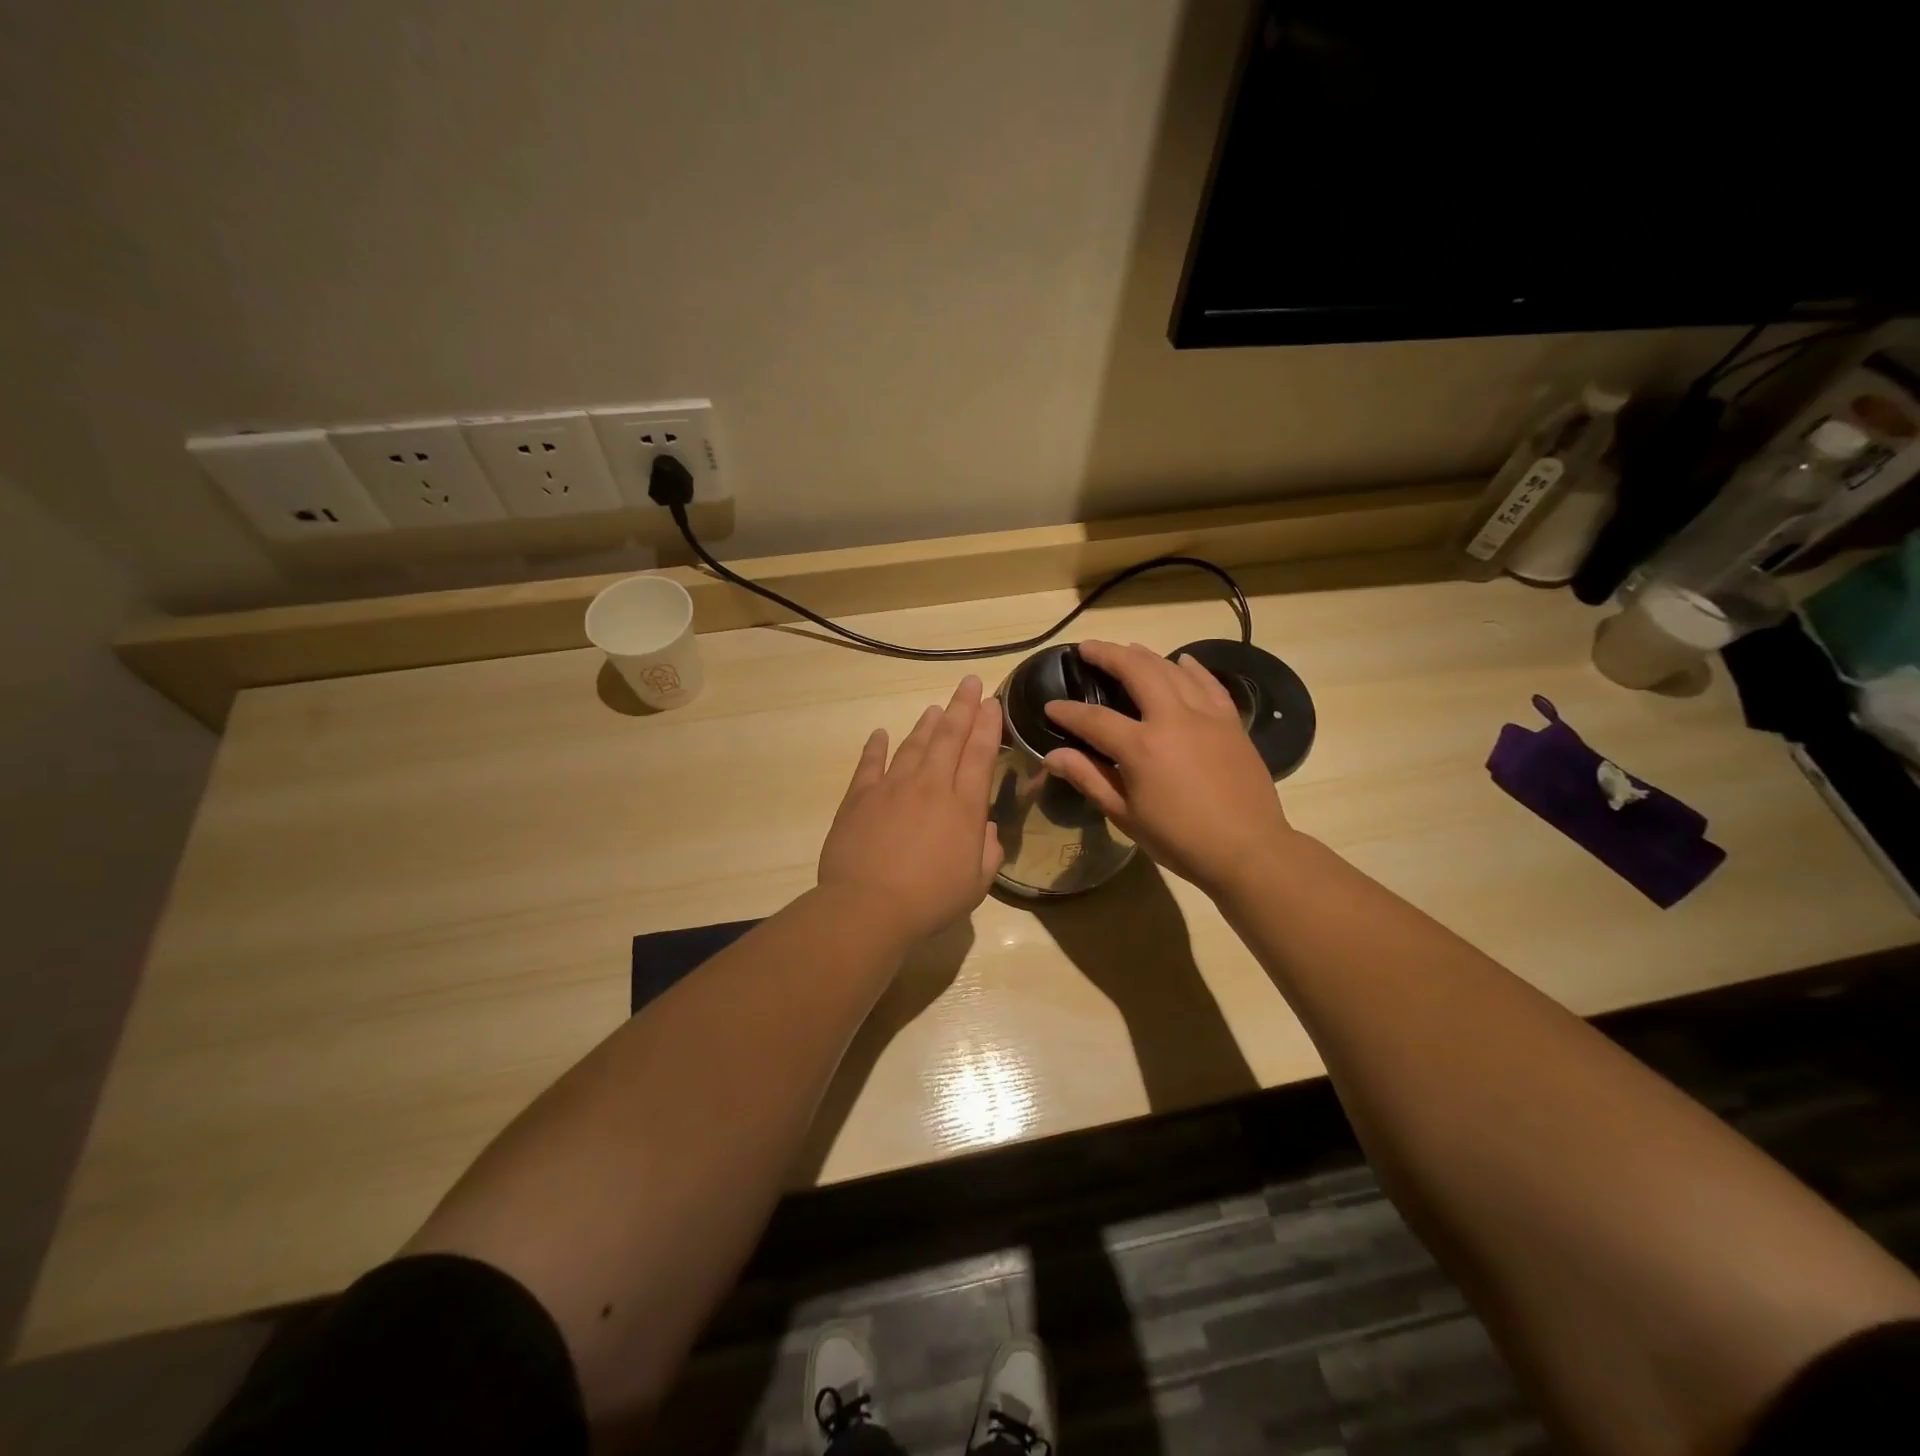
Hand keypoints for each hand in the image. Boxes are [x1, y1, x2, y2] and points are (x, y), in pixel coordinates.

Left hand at [817, 674, 1005, 945]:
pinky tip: (879, 733)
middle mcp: (931, 786)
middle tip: (970, 683)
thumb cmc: (930, 900)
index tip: (992, 703)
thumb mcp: (976, 885)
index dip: (988, 725)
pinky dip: (876, 746)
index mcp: (964, 806)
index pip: (980, 754)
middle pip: (949, 737)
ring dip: (926, 723)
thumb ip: (989, 852)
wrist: (868, 907)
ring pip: (913, 744)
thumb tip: (988, 829)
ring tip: (935, 707)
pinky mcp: (859, 797)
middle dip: (962, 707)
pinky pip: (870, 763)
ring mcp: (892, 787)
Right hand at [1042, 641, 1295, 896]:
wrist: (1248, 849)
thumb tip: (1053, 755)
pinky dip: (1192, 668)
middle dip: (1108, 655)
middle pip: (1136, 670)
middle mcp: (1173, 719)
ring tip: (1127, 650)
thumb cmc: (1180, 840)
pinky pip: (1209, 683)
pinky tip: (1181, 661)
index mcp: (1141, 747)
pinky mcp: (1231, 722)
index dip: (1068, 712)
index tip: (1051, 706)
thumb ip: (1089, 779)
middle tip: (1087, 649)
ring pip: (1172, 670)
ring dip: (1145, 656)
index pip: (1094, 719)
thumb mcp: (1126, 816)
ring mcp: (1206, 715)